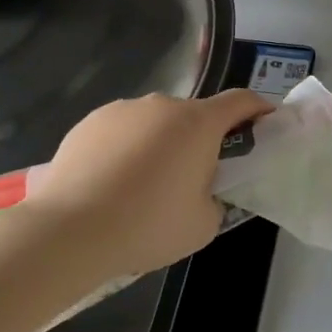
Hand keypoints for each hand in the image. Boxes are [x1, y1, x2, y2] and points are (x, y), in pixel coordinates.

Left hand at [16, 90, 273, 279]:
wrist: (67, 230)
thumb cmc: (147, 225)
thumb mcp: (203, 224)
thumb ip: (215, 199)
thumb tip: (202, 191)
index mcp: (199, 123)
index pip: (241, 101)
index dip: (258, 111)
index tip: (264, 127)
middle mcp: (163, 105)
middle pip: (195, 115)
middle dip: (201, 139)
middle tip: (193, 178)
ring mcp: (123, 110)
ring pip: (155, 122)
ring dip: (160, 143)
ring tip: (142, 186)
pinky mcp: (89, 122)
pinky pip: (122, 130)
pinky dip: (126, 149)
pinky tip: (111, 183)